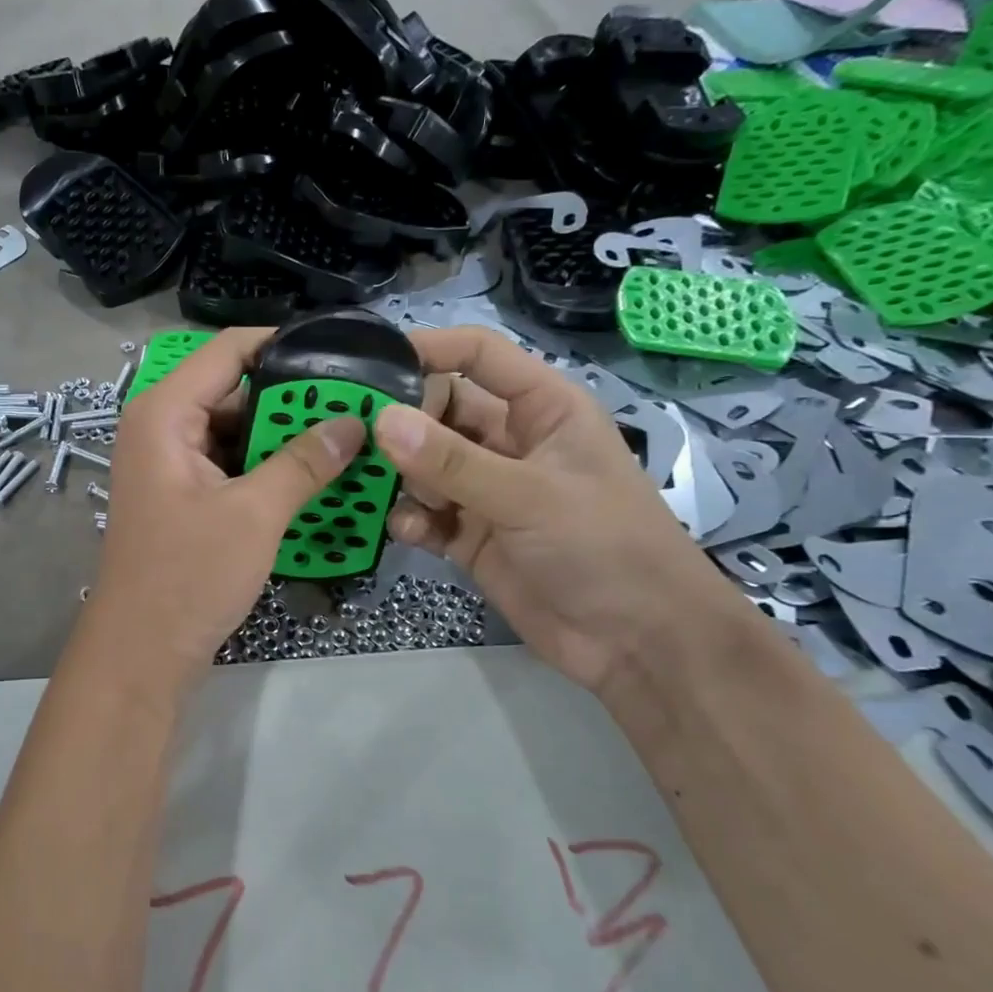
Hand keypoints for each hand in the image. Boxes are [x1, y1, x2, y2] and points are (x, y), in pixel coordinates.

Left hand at [86, 328, 363, 691]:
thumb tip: (354, 422)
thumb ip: (305, 462)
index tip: (338, 353)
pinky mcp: (182, 496)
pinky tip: (312, 476)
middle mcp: (161, 428)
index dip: (282, 345)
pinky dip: (266, 467)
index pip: (227, 351)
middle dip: (291, 400)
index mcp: (164, 414)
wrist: (142, 652)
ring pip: (234, 431)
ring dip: (283, 438)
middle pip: (233, 390)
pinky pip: (230, 464)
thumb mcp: (255, 514)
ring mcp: (170, 464)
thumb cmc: (189, 575)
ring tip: (344, 437)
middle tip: (354, 403)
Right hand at [373, 326, 745, 695]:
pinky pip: (426, 514)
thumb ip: (452, 462)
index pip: (479, 356)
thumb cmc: (604, 546)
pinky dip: (411, 519)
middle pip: (440, 410)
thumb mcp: (529, 496)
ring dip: (401, 476)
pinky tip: (410, 532)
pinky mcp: (471, 536)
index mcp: (542, 409)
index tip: (371, 362)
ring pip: (425, 465)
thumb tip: (381, 420)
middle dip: (402, 423)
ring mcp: (488, 491)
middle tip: (356, 437)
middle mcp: (510, 442)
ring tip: (376, 488)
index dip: (430, 349)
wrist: (637, 642)